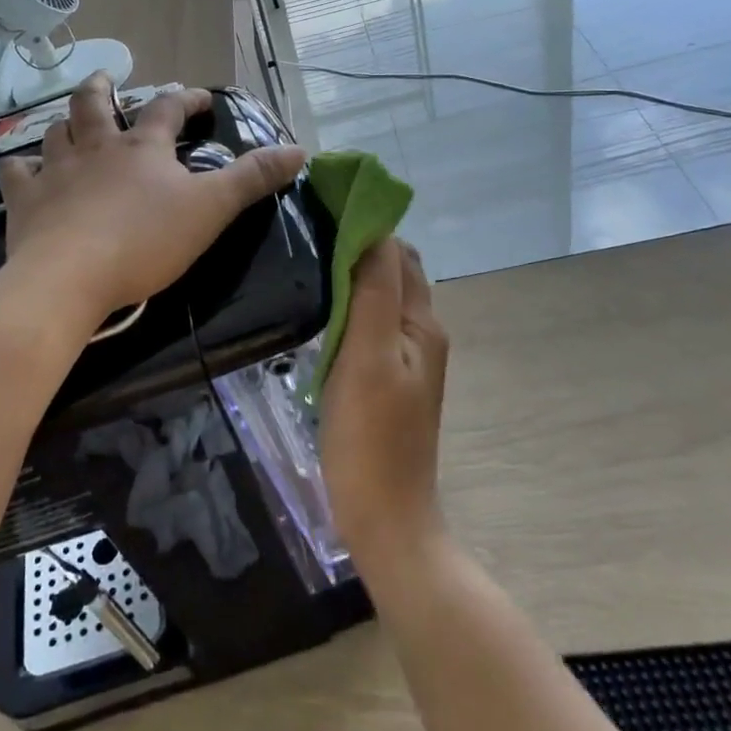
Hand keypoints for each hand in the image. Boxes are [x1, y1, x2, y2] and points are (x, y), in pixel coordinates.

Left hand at [0, 75, 305, 326]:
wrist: (71, 277)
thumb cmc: (145, 241)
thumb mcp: (211, 210)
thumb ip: (253, 179)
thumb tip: (299, 149)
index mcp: (142, 148)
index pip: (168, 109)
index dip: (186, 98)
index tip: (200, 96)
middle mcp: (96, 148)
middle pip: (93, 104)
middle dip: (101, 88)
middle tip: (105, 79)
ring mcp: (56, 171)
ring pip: (55, 132)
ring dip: (63, 123)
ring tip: (68, 123)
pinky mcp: (25, 201)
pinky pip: (16, 173)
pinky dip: (20, 167)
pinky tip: (22, 170)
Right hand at [319, 239, 450, 569]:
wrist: (384, 519)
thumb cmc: (370, 436)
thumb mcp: (368, 355)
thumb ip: (374, 290)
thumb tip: (373, 228)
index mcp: (422, 322)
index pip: (396, 251)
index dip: (364, 226)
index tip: (320, 211)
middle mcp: (421, 334)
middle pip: (393, 272)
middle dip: (358, 247)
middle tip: (308, 237)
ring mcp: (406, 361)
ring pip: (380, 299)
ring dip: (351, 277)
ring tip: (308, 267)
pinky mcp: (387, 382)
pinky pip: (370, 327)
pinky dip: (349, 309)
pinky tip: (320, 315)